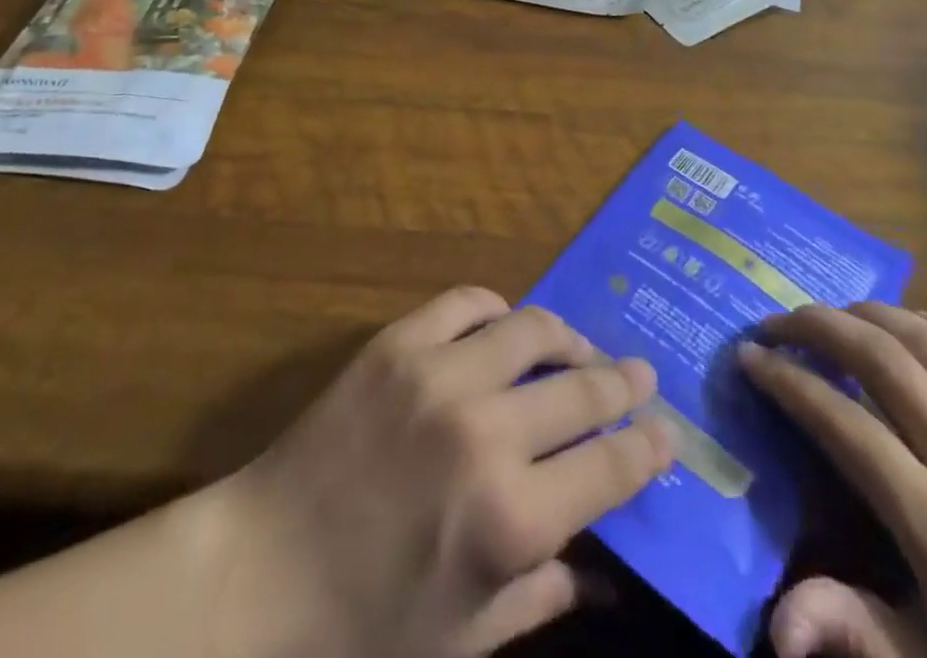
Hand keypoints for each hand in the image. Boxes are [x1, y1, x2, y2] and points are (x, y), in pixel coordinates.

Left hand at [196, 286, 671, 657]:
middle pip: (584, 389)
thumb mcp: (468, 637)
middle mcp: (488, 434)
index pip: (611, 466)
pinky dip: (496, 308)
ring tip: (582, 346)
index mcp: (513, 519)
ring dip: (570, 336)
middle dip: (624, 383)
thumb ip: (546, 595)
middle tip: (642, 375)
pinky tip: (505, 325)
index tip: (665, 433)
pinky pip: (465, 302)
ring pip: (533, 329)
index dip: (648, 446)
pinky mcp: (399, 343)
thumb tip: (610, 576)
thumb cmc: (366, 626)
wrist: (261, 573)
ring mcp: (441, 375)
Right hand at [741, 305, 926, 657]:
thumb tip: (777, 627)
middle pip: (884, 362)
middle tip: (777, 321)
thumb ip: (853, 634)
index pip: (846, 427)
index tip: (751, 356)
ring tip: (834, 316)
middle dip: (819, 327)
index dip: (790, 383)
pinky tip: (911, 324)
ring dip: (873, 315)